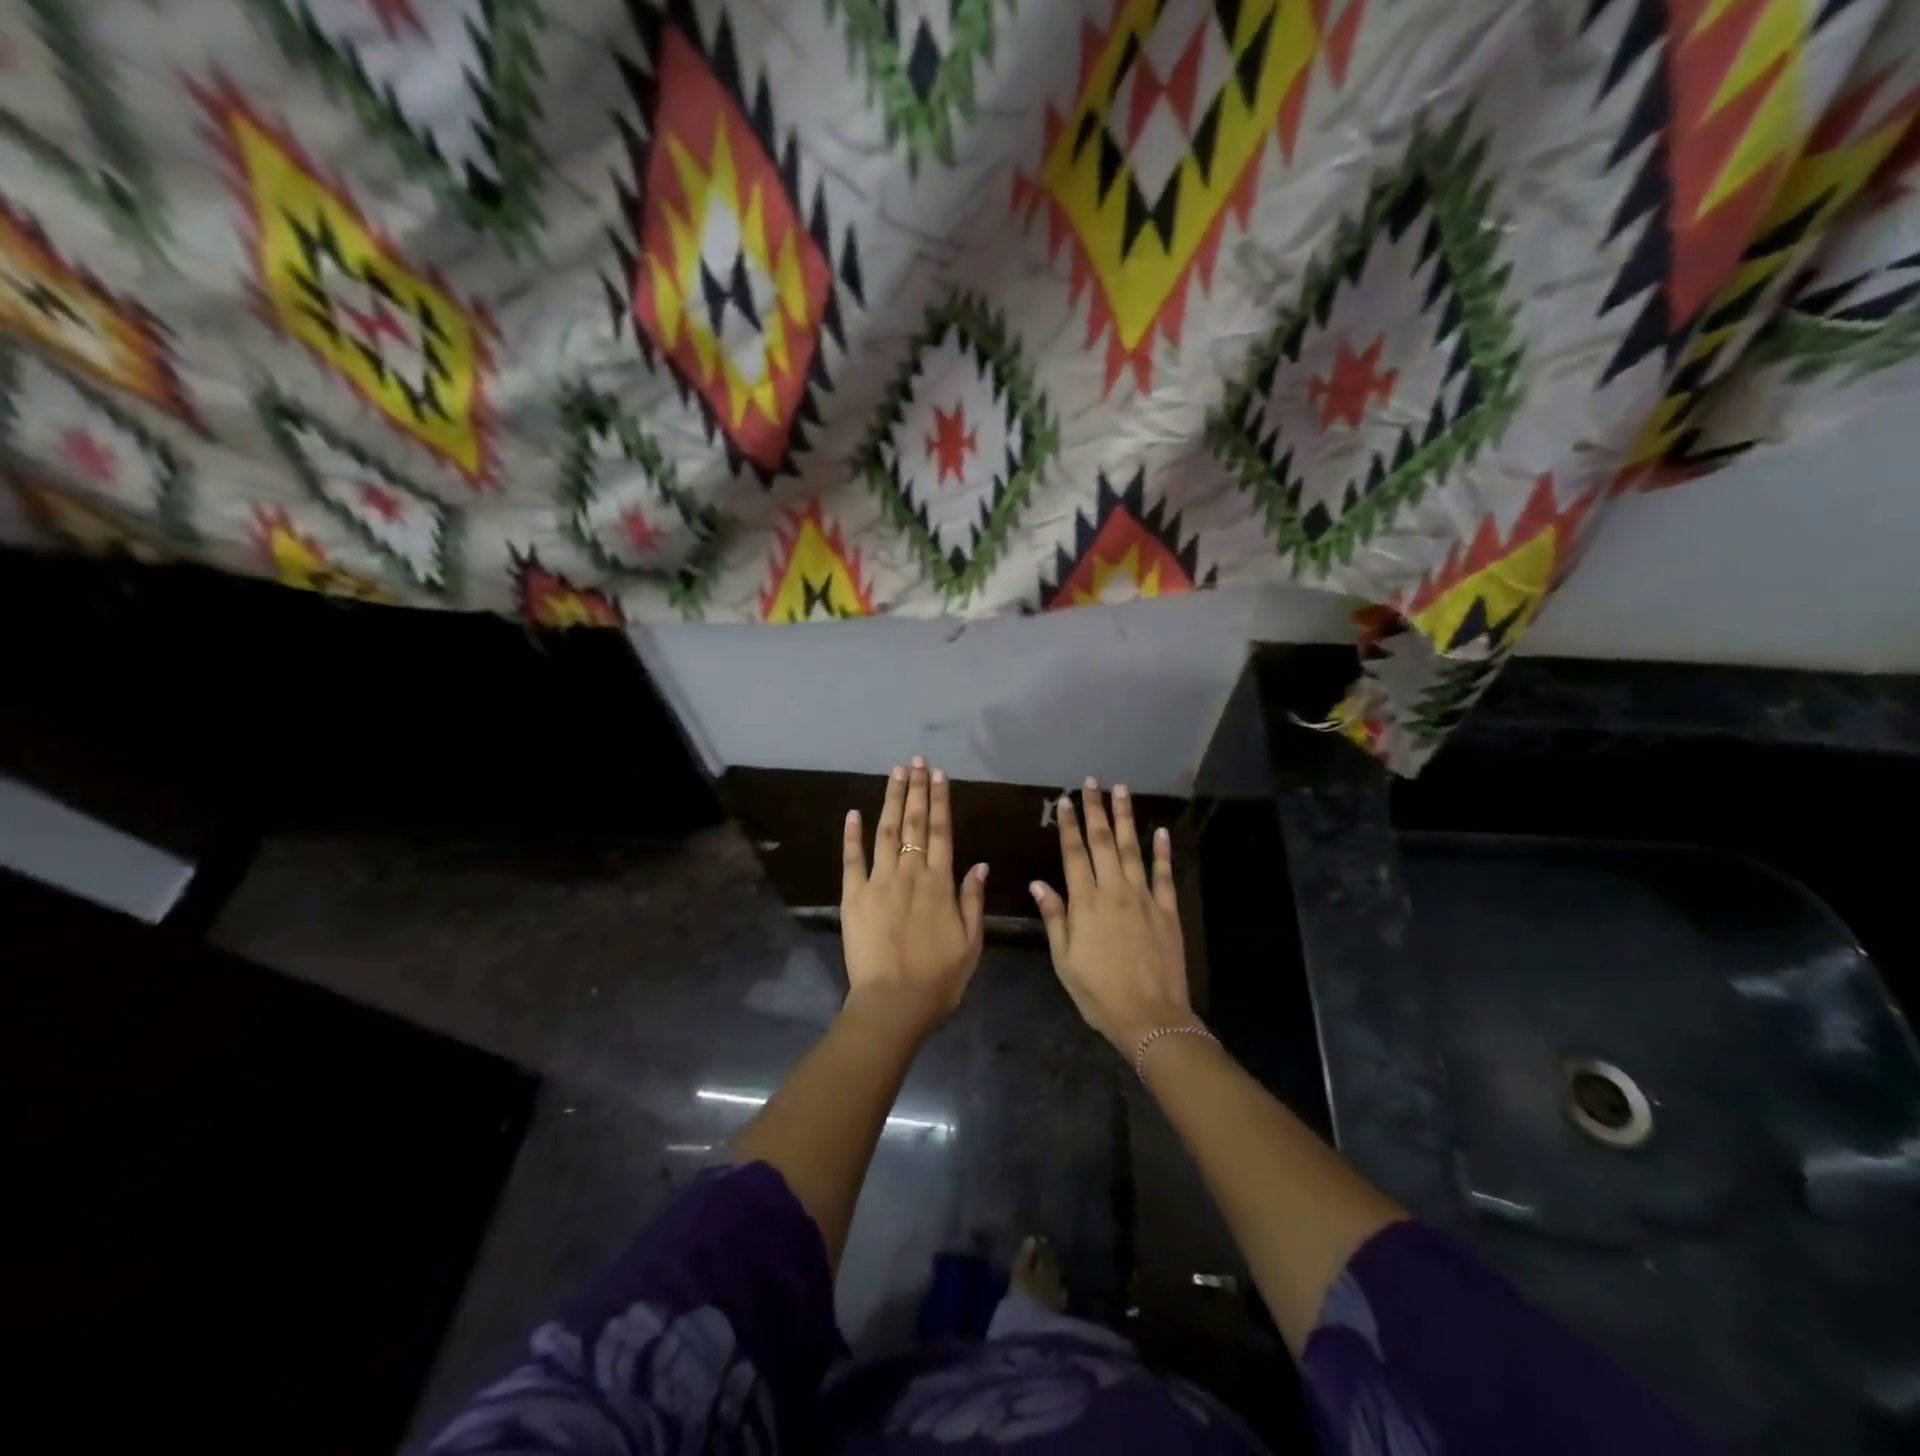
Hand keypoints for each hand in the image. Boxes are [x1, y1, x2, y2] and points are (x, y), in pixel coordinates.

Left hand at [841, 756, 987, 1032]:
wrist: (893, 1003)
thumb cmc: (938, 979)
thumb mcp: (971, 943)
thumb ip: (973, 900)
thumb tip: (979, 863)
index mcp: (940, 883)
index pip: (942, 832)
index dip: (941, 801)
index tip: (939, 776)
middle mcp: (910, 873)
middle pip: (914, 823)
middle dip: (916, 789)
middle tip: (917, 761)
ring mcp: (879, 882)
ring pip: (885, 831)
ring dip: (890, 800)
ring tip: (895, 773)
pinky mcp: (853, 896)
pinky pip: (852, 859)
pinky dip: (852, 835)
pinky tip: (854, 812)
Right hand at [1031, 779, 1192, 1055]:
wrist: (1150, 1016)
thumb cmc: (1098, 992)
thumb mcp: (1064, 959)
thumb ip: (1054, 917)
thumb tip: (1038, 883)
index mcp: (1085, 902)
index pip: (1074, 853)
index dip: (1069, 825)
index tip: (1066, 800)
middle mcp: (1114, 891)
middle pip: (1103, 842)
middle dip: (1096, 810)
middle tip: (1093, 782)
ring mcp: (1144, 898)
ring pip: (1133, 849)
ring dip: (1127, 818)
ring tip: (1122, 790)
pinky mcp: (1167, 910)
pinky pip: (1163, 874)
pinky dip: (1162, 851)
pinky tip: (1161, 830)